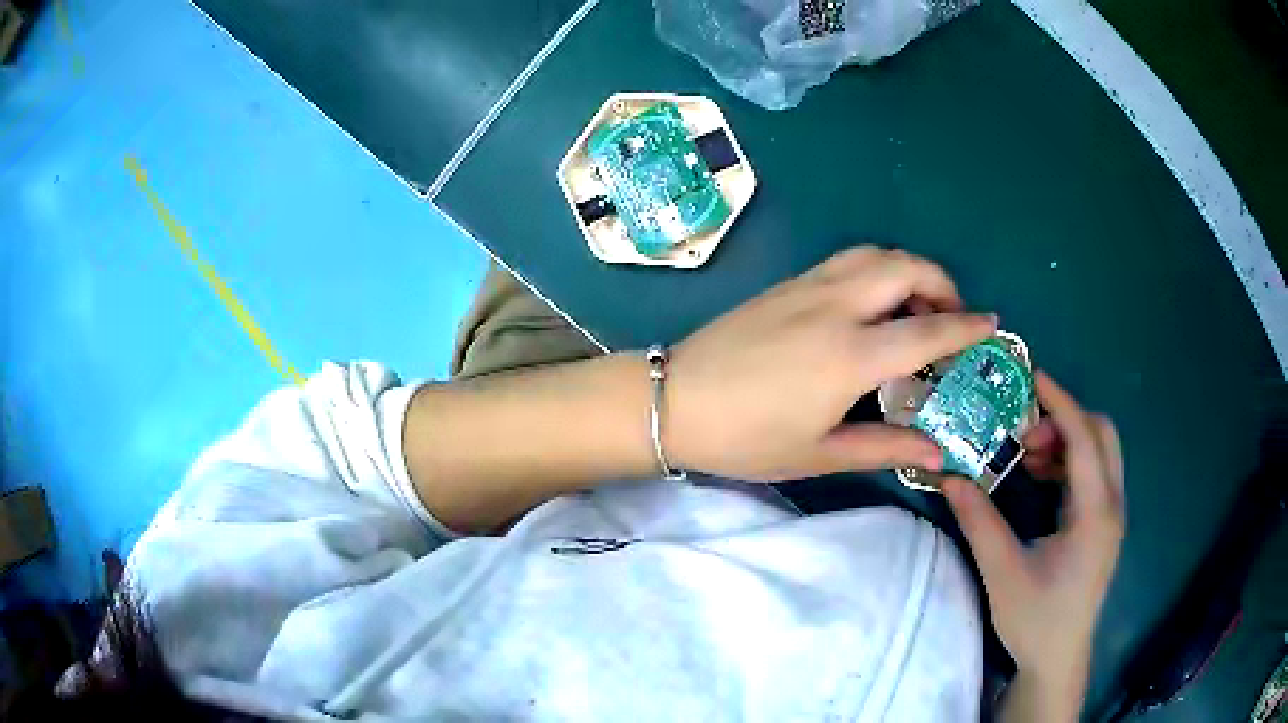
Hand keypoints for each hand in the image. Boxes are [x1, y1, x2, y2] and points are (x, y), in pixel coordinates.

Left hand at [665, 246, 996, 481]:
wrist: (672, 401)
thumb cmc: (746, 438)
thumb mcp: (820, 453)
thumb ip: (886, 447)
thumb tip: (939, 454)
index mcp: (851, 354)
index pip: (927, 332)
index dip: (966, 327)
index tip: (992, 325)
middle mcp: (836, 306)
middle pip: (905, 268)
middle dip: (942, 284)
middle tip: (952, 317)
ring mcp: (808, 287)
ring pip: (874, 254)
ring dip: (907, 270)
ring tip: (916, 307)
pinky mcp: (787, 283)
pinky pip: (845, 260)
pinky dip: (876, 269)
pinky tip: (872, 304)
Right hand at [943, 372, 1124, 709]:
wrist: (1058, 659)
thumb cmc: (1036, 619)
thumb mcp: (1003, 572)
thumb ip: (980, 522)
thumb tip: (951, 478)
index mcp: (1095, 513)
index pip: (1084, 438)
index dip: (1060, 403)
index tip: (1033, 377)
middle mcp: (1111, 506)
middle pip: (1101, 435)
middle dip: (1065, 420)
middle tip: (1025, 432)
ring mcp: (1111, 516)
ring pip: (1101, 452)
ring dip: (1067, 441)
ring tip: (1028, 455)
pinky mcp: (1103, 526)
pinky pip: (1095, 474)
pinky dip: (1070, 463)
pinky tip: (1041, 479)